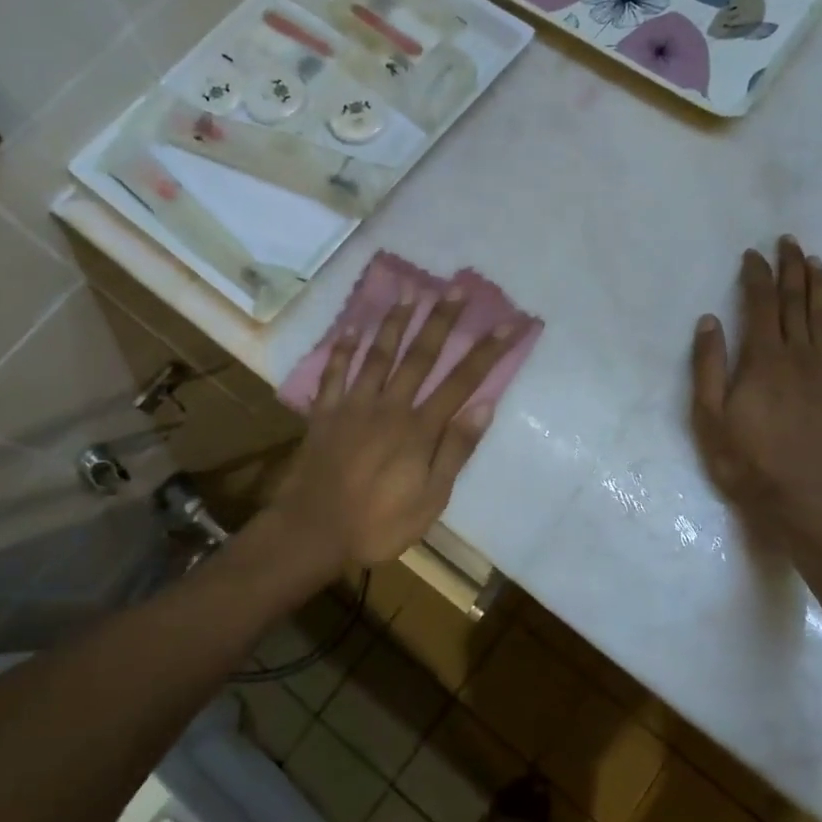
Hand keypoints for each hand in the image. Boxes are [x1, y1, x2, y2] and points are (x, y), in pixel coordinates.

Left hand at [269, 288, 514, 572]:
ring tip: (409, 291)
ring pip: (378, 354)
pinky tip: (352, 326)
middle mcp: (389, 406)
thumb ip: (455, 451)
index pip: (462, 382)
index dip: (487, 352)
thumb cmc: (378, 524)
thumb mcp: (430, 499)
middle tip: (457, 289)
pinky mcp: (325, 413)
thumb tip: (483, 407)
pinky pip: (334, 373)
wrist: (312, 532)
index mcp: (419, 429)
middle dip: (442, 321)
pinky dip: (343, 348)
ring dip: (395, 321)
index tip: (509, 324)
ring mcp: (353, 406)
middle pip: (420, 356)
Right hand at [691, 238, 821, 544]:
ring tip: (816, 261)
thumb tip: (710, 321)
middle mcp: (799, 357)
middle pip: (796, 303)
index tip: (752, 254)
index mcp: (763, 360)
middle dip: (792, 269)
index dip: (757, 276)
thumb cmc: (746, 460)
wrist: (803, 500)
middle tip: (790, 241)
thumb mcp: (709, 416)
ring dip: (819, 287)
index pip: (761, 305)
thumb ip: (709, 366)